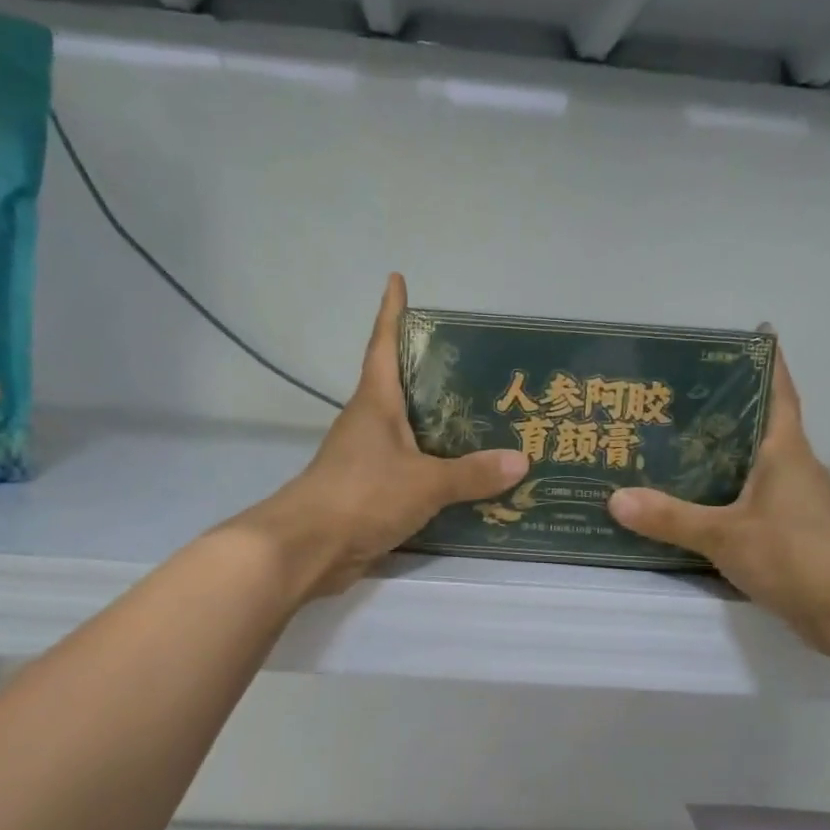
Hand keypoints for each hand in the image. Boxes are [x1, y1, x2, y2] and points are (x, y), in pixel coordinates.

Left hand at [227, 274, 528, 599]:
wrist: (308, 548)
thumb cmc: (362, 495)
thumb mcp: (425, 482)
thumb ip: (472, 473)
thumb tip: (521, 460)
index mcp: (375, 403)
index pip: (383, 345)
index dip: (391, 312)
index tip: (396, 280)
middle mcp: (368, 423)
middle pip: (401, 386)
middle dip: (432, 371)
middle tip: (477, 363)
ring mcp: (366, 458)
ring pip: (408, 430)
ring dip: (438, 423)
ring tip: (484, 418)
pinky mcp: (369, 491)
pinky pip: (410, 468)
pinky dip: (434, 466)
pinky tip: (464, 474)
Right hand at [607, 338, 829, 649]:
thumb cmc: (796, 556)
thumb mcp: (725, 535)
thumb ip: (670, 518)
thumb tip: (615, 498)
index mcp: (785, 449)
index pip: (778, 389)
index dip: (765, 360)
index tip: (745, 335)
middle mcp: (793, 465)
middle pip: (758, 422)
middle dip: (723, 405)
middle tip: (673, 393)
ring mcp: (794, 499)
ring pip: (751, 460)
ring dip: (719, 448)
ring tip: (670, 440)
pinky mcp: (789, 528)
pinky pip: (750, 494)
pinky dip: (723, 488)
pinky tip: (691, 496)